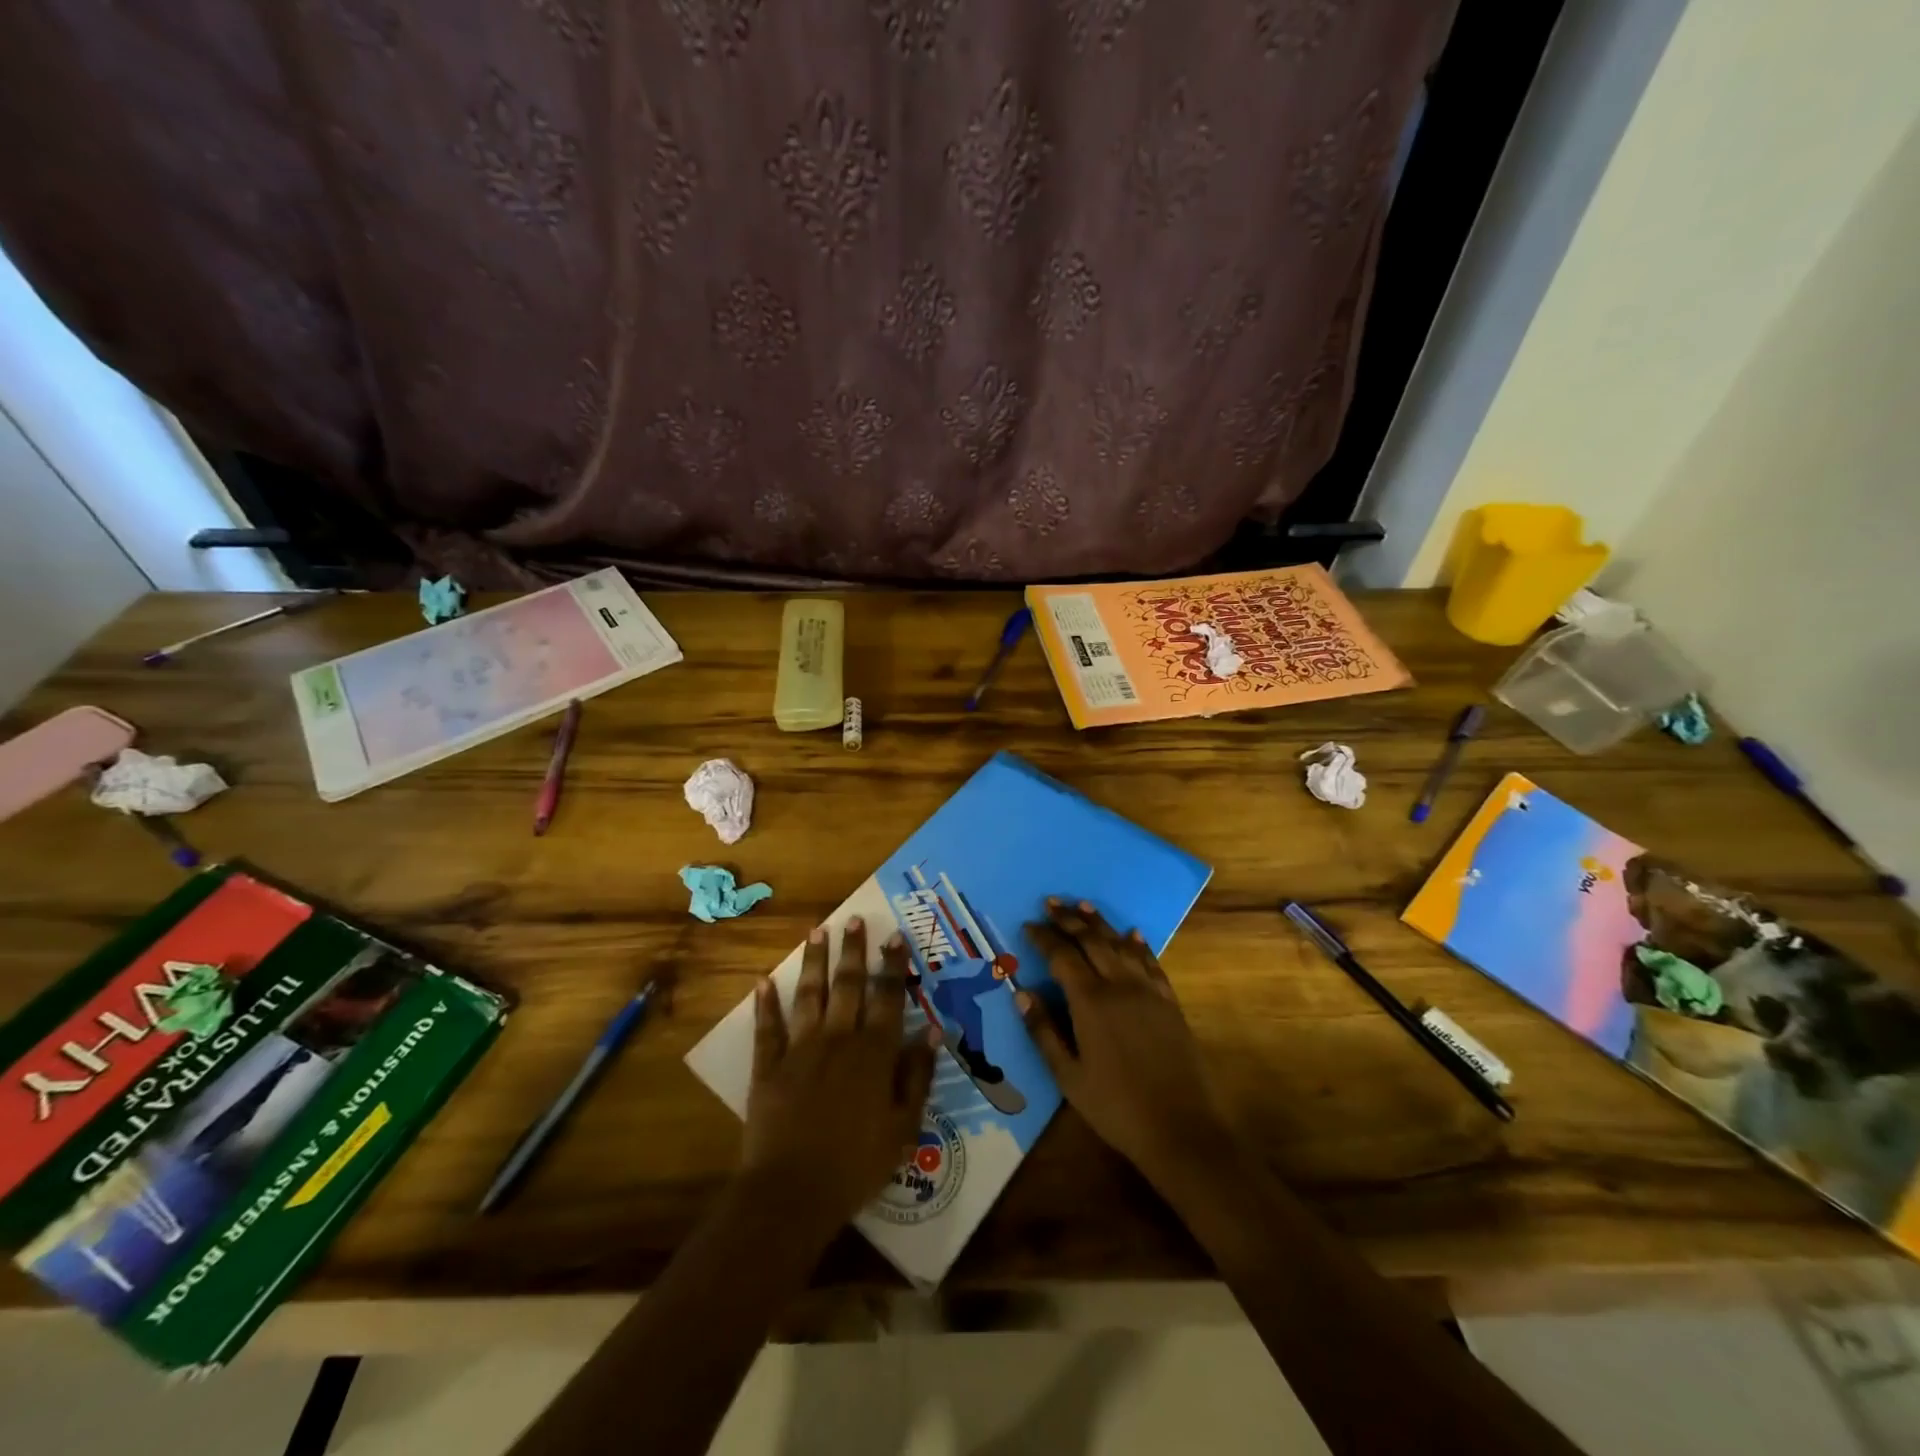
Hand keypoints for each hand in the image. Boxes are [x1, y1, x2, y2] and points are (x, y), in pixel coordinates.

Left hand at [742, 917, 937, 1240]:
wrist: (793, 1192)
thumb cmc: (857, 1164)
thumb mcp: (904, 1127)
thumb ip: (917, 1075)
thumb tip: (930, 1030)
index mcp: (874, 1054)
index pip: (888, 998)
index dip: (893, 966)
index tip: (895, 937)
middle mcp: (838, 1039)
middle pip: (848, 986)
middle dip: (853, 951)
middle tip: (854, 919)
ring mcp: (800, 1050)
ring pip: (809, 995)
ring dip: (814, 962)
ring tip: (817, 931)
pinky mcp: (769, 1067)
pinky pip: (768, 1028)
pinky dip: (766, 1004)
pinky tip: (764, 981)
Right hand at [1018, 899, 1231, 1192]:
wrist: (1180, 1128)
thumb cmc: (1115, 1107)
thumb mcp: (1068, 1077)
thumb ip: (1044, 1032)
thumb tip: (1022, 993)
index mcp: (1090, 1002)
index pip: (1062, 956)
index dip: (1044, 938)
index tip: (1028, 925)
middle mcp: (1119, 985)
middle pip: (1091, 941)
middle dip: (1069, 919)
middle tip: (1051, 902)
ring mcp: (1148, 991)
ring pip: (1120, 944)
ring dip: (1100, 923)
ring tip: (1083, 905)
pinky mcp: (1169, 1002)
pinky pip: (1151, 962)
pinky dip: (1138, 944)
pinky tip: (1133, 933)